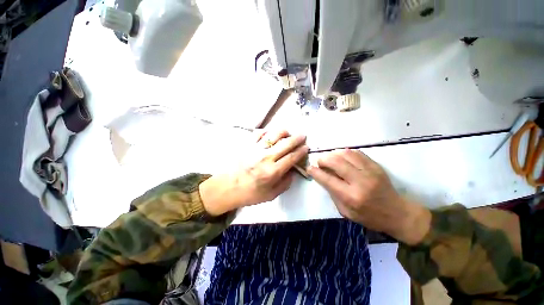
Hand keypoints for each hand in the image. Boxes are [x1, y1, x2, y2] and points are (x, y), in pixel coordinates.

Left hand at [200, 130, 308, 215]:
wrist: (228, 188)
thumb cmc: (250, 193)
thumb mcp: (271, 195)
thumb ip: (285, 183)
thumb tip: (292, 171)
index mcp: (273, 172)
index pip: (291, 157)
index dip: (301, 151)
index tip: (306, 147)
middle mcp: (266, 158)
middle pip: (285, 144)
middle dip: (297, 138)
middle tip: (302, 135)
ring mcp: (255, 149)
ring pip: (273, 135)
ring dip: (283, 132)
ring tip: (288, 133)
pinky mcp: (247, 145)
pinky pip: (258, 133)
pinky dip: (266, 131)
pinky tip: (270, 134)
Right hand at [307, 149, 430, 244]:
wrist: (398, 213)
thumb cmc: (369, 216)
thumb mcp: (346, 212)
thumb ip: (333, 193)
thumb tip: (323, 177)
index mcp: (351, 197)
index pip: (328, 179)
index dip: (315, 172)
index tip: (309, 168)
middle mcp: (360, 182)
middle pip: (336, 162)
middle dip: (323, 159)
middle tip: (319, 162)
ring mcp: (370, 171)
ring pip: (346, 154)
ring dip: (333, 154)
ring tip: (330, 159)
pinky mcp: (376, 165)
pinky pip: (357, 153)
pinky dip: (345, 153)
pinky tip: (341, 157)